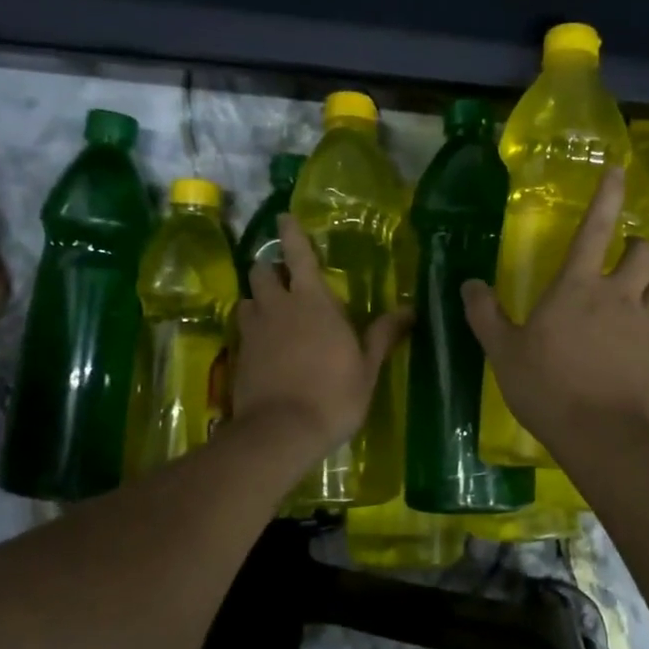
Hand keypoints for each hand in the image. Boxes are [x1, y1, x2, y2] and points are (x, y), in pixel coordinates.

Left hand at [235, 214, 409, 457]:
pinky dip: (252, 326)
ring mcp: (253, 330)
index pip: (298, 254)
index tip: (284, 216)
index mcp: (312, 301)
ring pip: (248, 298)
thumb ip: (382, 335)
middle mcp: (278, 306)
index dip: (290, 232)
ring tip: (272, 310)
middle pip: (262, 270)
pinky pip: (243, 328)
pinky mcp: (238, 354)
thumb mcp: (366, 368)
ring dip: (259, 297)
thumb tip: (409, 310)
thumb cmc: (333, 395)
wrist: (281, 432)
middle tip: (284, 276)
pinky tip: (263, 343)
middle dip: (270, 267)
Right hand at [463, 168, 648, 455]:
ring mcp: (645, 325)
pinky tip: (644, 338)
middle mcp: (618, 296)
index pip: (594, 229)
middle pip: (645, 252)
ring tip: (639, 292)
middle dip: (637, 246)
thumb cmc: (547, 388)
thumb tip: (468, 284)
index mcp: (576, 287)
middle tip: (624, 257)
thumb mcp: (503, 353)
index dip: (607, 196)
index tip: (619, 170)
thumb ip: (484, 315)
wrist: (603, 436)